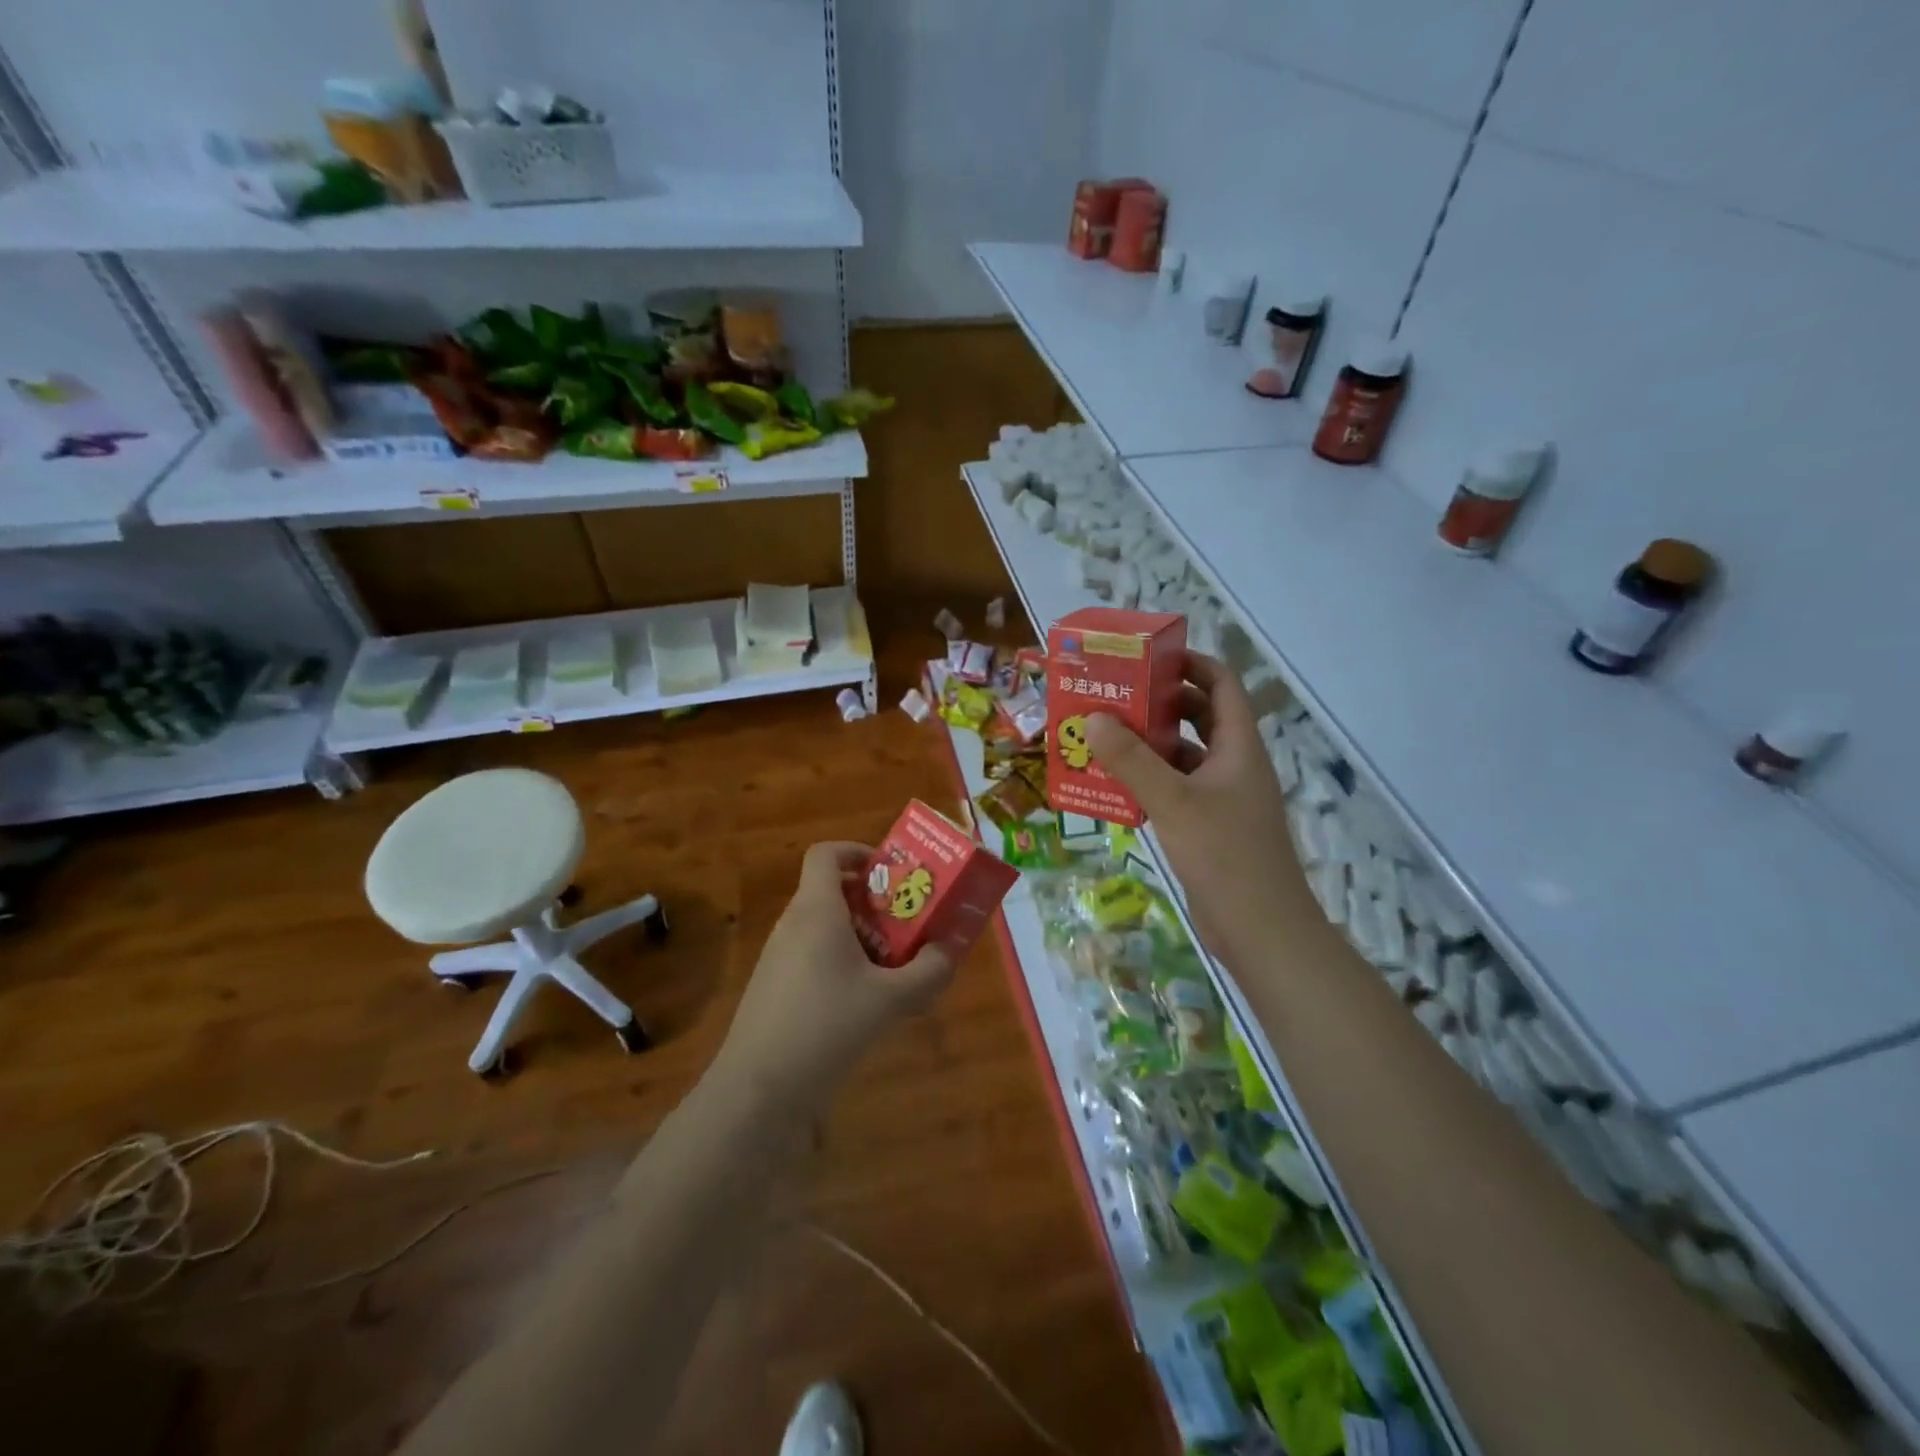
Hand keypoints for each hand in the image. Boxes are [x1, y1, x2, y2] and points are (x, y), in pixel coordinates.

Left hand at [714, 841, 955, 1108]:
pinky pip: (812, 958)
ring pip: (824, 928)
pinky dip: (841, 964)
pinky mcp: (774, 989)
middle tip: (906, 921)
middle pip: (830, 891)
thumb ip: (927, 972)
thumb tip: (947, 951)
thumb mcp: (890, 1000)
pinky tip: (864, 1003)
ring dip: (859, 936)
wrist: (759, 1091)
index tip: (888, 872)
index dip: (856, 851)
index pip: (825, 854)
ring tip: (893, 965)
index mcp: (816, 910)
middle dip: (871, 901)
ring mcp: (778, 958)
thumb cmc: (826, 1026)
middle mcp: (793, 925)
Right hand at [1085, 652, 1298, 966]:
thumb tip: (1095, 717)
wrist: (1260, 930)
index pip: (1221, 685)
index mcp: (1238, 747)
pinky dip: (1148, 782)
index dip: (1191, 664)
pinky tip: (1114, 787)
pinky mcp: (1208, 827)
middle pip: (1200, 718)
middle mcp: (1233, 765)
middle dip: (1160, 704)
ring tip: (1104, 737)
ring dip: (1149, 746)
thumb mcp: (1174, 801)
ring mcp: (1222, 798)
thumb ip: (1132, 760)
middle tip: (1115, 696)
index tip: (1149, 658)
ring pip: (1183, 757)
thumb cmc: (1225, 855)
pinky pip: (1175, 790)